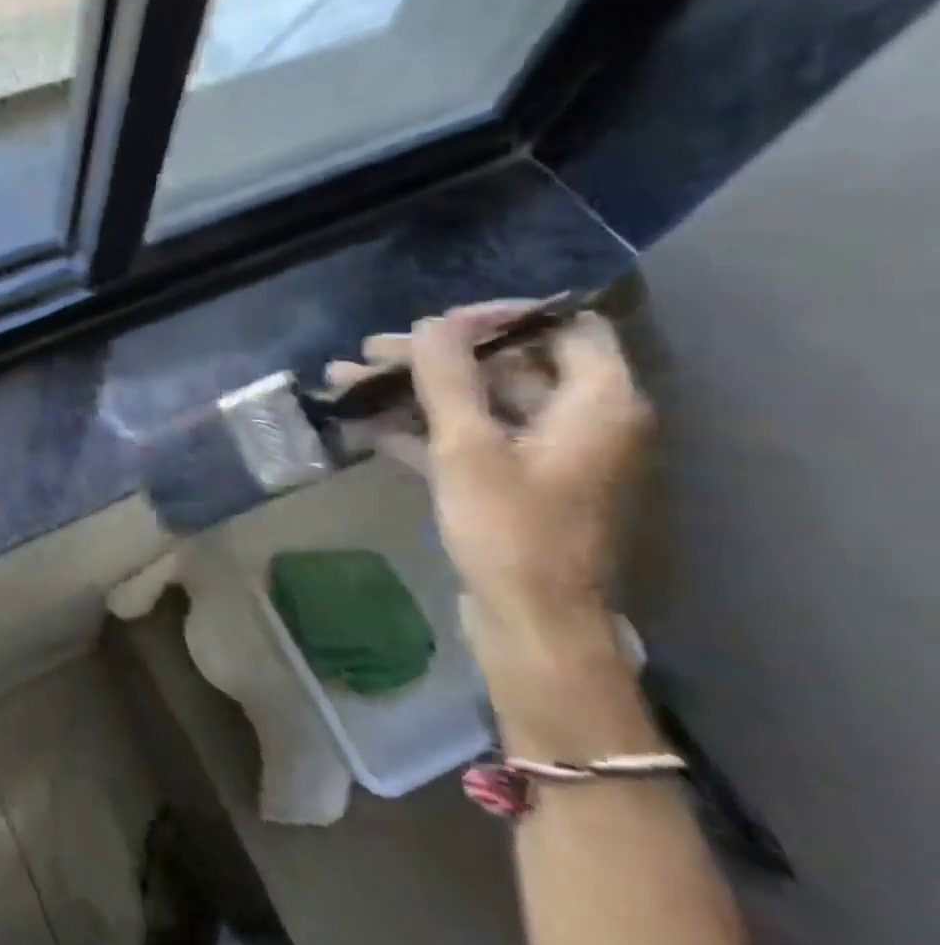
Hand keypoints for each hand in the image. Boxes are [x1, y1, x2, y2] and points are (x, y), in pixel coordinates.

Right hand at [330, 302, 658, 757]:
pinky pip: (469, 441)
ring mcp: (545, 456)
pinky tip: (365, 425)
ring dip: (415, 392)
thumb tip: (432, 322)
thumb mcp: (469, 446)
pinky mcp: (515, 485)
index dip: (501, 317)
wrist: (531, 627)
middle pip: (506, 365)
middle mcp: (581, 421)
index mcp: (598, 402)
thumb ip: (448, 377)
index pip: (563, 327)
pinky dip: (422, 430)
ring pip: (478, 404)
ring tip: (347, 382)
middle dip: (433, 357)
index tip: (439, 323)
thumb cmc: (511, 531)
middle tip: (370, 351)